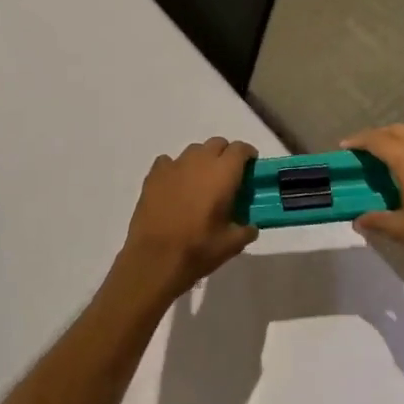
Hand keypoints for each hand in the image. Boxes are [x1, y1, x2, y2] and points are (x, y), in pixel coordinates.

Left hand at [112, 138, 258, 302]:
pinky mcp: (153, 176)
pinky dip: (176, 169)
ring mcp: (173, 166)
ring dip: (202, 160)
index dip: (248, 154)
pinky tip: (176, 187)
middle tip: (228, 177)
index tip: (251, 167)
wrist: (155, 259)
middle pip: (217, 144)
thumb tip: (250, 227)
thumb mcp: (232, 244)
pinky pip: (168, 162)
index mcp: (223, 173)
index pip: (240, 149)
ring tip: (201, 182)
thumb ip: (246, 230)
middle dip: (225, 155)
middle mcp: (199, 162)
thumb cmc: (198, 249)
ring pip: (193, 151)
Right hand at [342, 124, 403, 279]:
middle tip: (365, 149)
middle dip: (378, 136)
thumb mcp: (403, 230)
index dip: (359, 140)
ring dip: (401, 137)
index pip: (378, 140)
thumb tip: (358, 221)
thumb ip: (377, 220)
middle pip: (397, 131)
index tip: (346, 145)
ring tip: (391, 152)